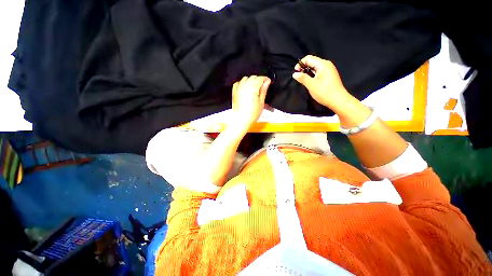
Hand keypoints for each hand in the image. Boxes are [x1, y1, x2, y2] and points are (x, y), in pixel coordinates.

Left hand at [231, 76, 270, 128]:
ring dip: (251, 81)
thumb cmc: (251, 114)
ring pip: (246, 79)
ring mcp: (238, 88)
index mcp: (252, 87)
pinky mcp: (234, 92)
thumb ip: (264, 90)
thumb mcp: (261, 102)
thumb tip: (267, 83)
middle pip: (253, 77)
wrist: (241, 120)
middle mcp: (244, 86)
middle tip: (263, 87)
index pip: (260, 78)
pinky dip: (242, 84)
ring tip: (255, 89)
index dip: (266, 79)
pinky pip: (238, 83)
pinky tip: (246, 88)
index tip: (268, 82)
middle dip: (259, 80)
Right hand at [292, 55, 350, 110]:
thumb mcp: (311, 85)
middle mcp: (326, 65)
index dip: (300, 64)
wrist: (338, 100)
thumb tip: (294, 74)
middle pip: (312, 62)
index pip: (308, 58)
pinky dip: (312, 75)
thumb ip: (302, 78)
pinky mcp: (329, 75)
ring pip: (314, 67)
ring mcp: (328, 70)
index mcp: (323, 64)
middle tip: (299, 78)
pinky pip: (318, 72)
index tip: (295, 73)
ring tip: (304, 81)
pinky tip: (310, 82)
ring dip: (307, 72)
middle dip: (303, 68)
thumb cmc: (324, 92)